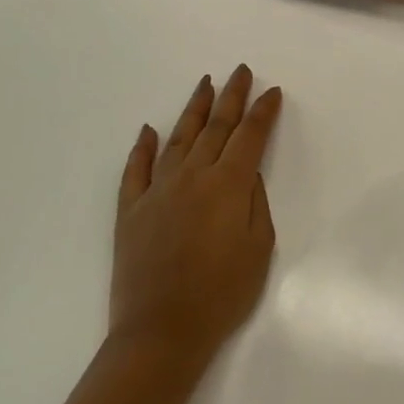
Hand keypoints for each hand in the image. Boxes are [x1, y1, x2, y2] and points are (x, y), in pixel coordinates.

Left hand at [110, 65, 283, 363]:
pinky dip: (142, 147)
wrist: (161, 332)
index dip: (263, 111)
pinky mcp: (131, 209)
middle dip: (231, 96)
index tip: (272, 91)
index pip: (250, 136)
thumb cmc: (221, 295)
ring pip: (178, 138)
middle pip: (215, 126)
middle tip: (240, 71)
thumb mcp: (259, 249)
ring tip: (204, 84)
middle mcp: (192, 176)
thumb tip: (247, 174)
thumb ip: (255, 203)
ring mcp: (157, 190)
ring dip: (194, 109)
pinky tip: (148, 129)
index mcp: (228, 185)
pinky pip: (136, 169)